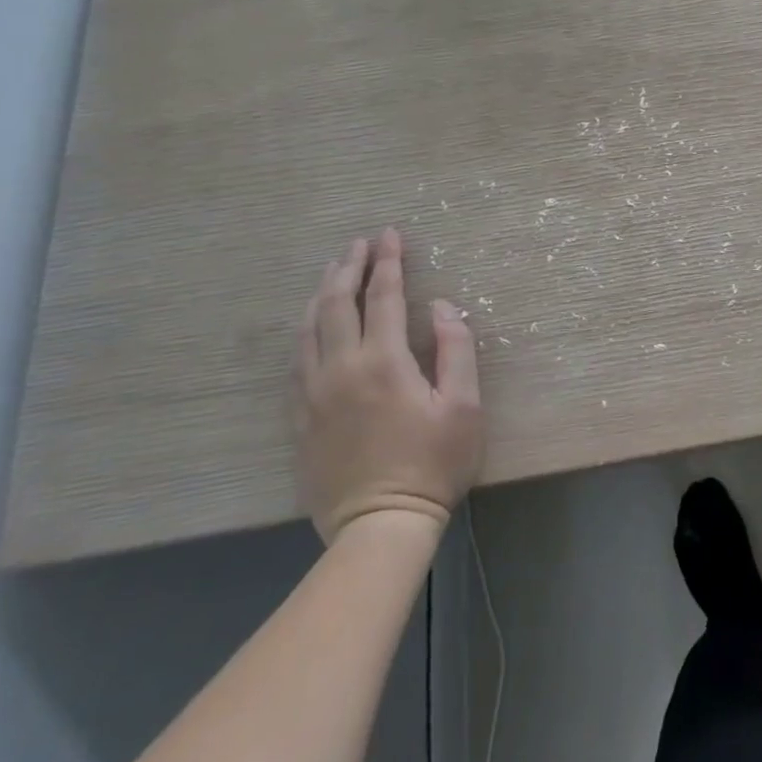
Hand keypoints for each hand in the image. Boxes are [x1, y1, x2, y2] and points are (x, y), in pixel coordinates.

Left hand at [292, 228, 483, 543]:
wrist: (379, 526)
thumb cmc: (433, 463)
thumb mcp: (464, 405)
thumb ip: (456, 349)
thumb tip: (443, 306)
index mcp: (384, 362)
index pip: (384, 297)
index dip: (388, 262)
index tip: (390, 235)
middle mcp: (342, 368)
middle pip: (338, 303)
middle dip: (349, 267)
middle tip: (359, 242)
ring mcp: (314, 394)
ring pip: (309, 328)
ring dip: (322, 293)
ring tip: (334, 271)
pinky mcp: (300, 418)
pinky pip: (297, 361)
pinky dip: (306, 330)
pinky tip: (313, 324)